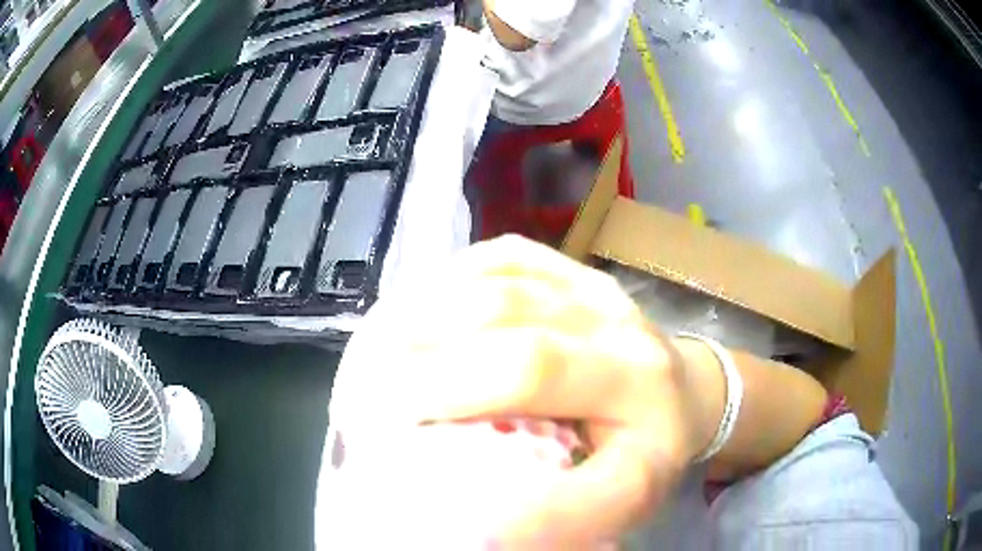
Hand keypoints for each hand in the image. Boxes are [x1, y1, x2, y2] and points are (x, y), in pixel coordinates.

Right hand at [330, 236, 715, 545]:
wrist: (683, 396)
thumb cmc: (648, 453)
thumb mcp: (621, 499)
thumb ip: (559, 515)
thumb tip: (470, 525)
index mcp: (638, 381)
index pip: (533, 368)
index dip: (446, 387)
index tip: (380, 428)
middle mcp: (617, 319)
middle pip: (502, 312)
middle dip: (416, 351)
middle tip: (359, 395)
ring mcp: (592, 285)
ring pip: (493, 277)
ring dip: (419, 313)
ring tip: (372, 357)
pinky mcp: (573, 268)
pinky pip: (501, 254)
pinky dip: (447, 280)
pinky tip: (416, 313)